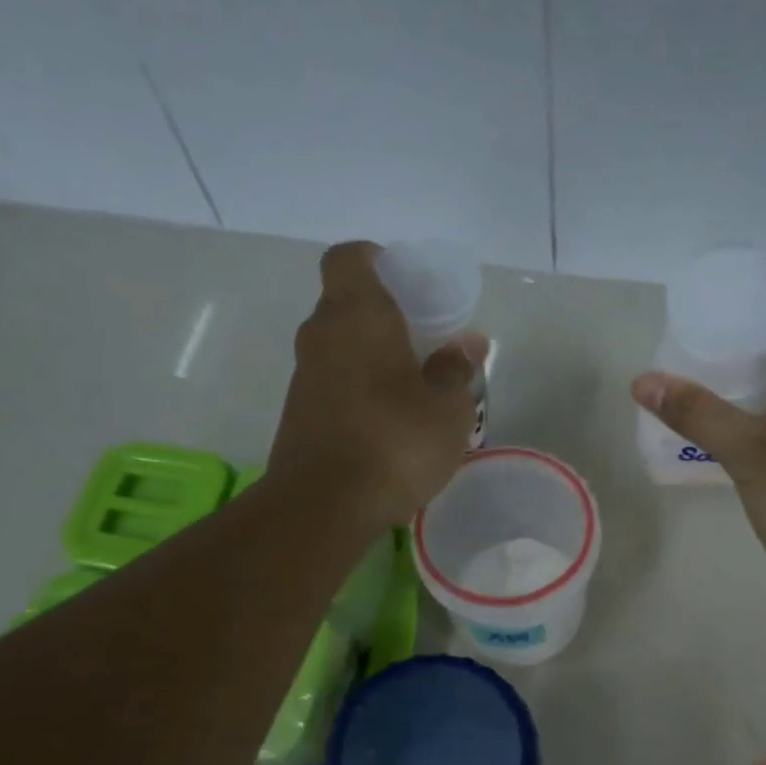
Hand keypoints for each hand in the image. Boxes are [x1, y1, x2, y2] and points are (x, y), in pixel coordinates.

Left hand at [269, 241, 485, 529]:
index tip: (407, 284)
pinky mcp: (298, 415)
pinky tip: (388, 424)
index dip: (377, 260)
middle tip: (424, 342)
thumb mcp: (448, 410)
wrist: (323, 506)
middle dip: (383, 317)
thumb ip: (456, 371)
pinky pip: (333, 385)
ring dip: (372, 359)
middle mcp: (322, 336)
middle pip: (346, 305)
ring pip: (340, 349)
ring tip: (413, 390)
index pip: (351, 258)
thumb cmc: (395, 443)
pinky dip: (358, 391)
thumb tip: (467, 344)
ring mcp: (304, 377)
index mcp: (358, 316)